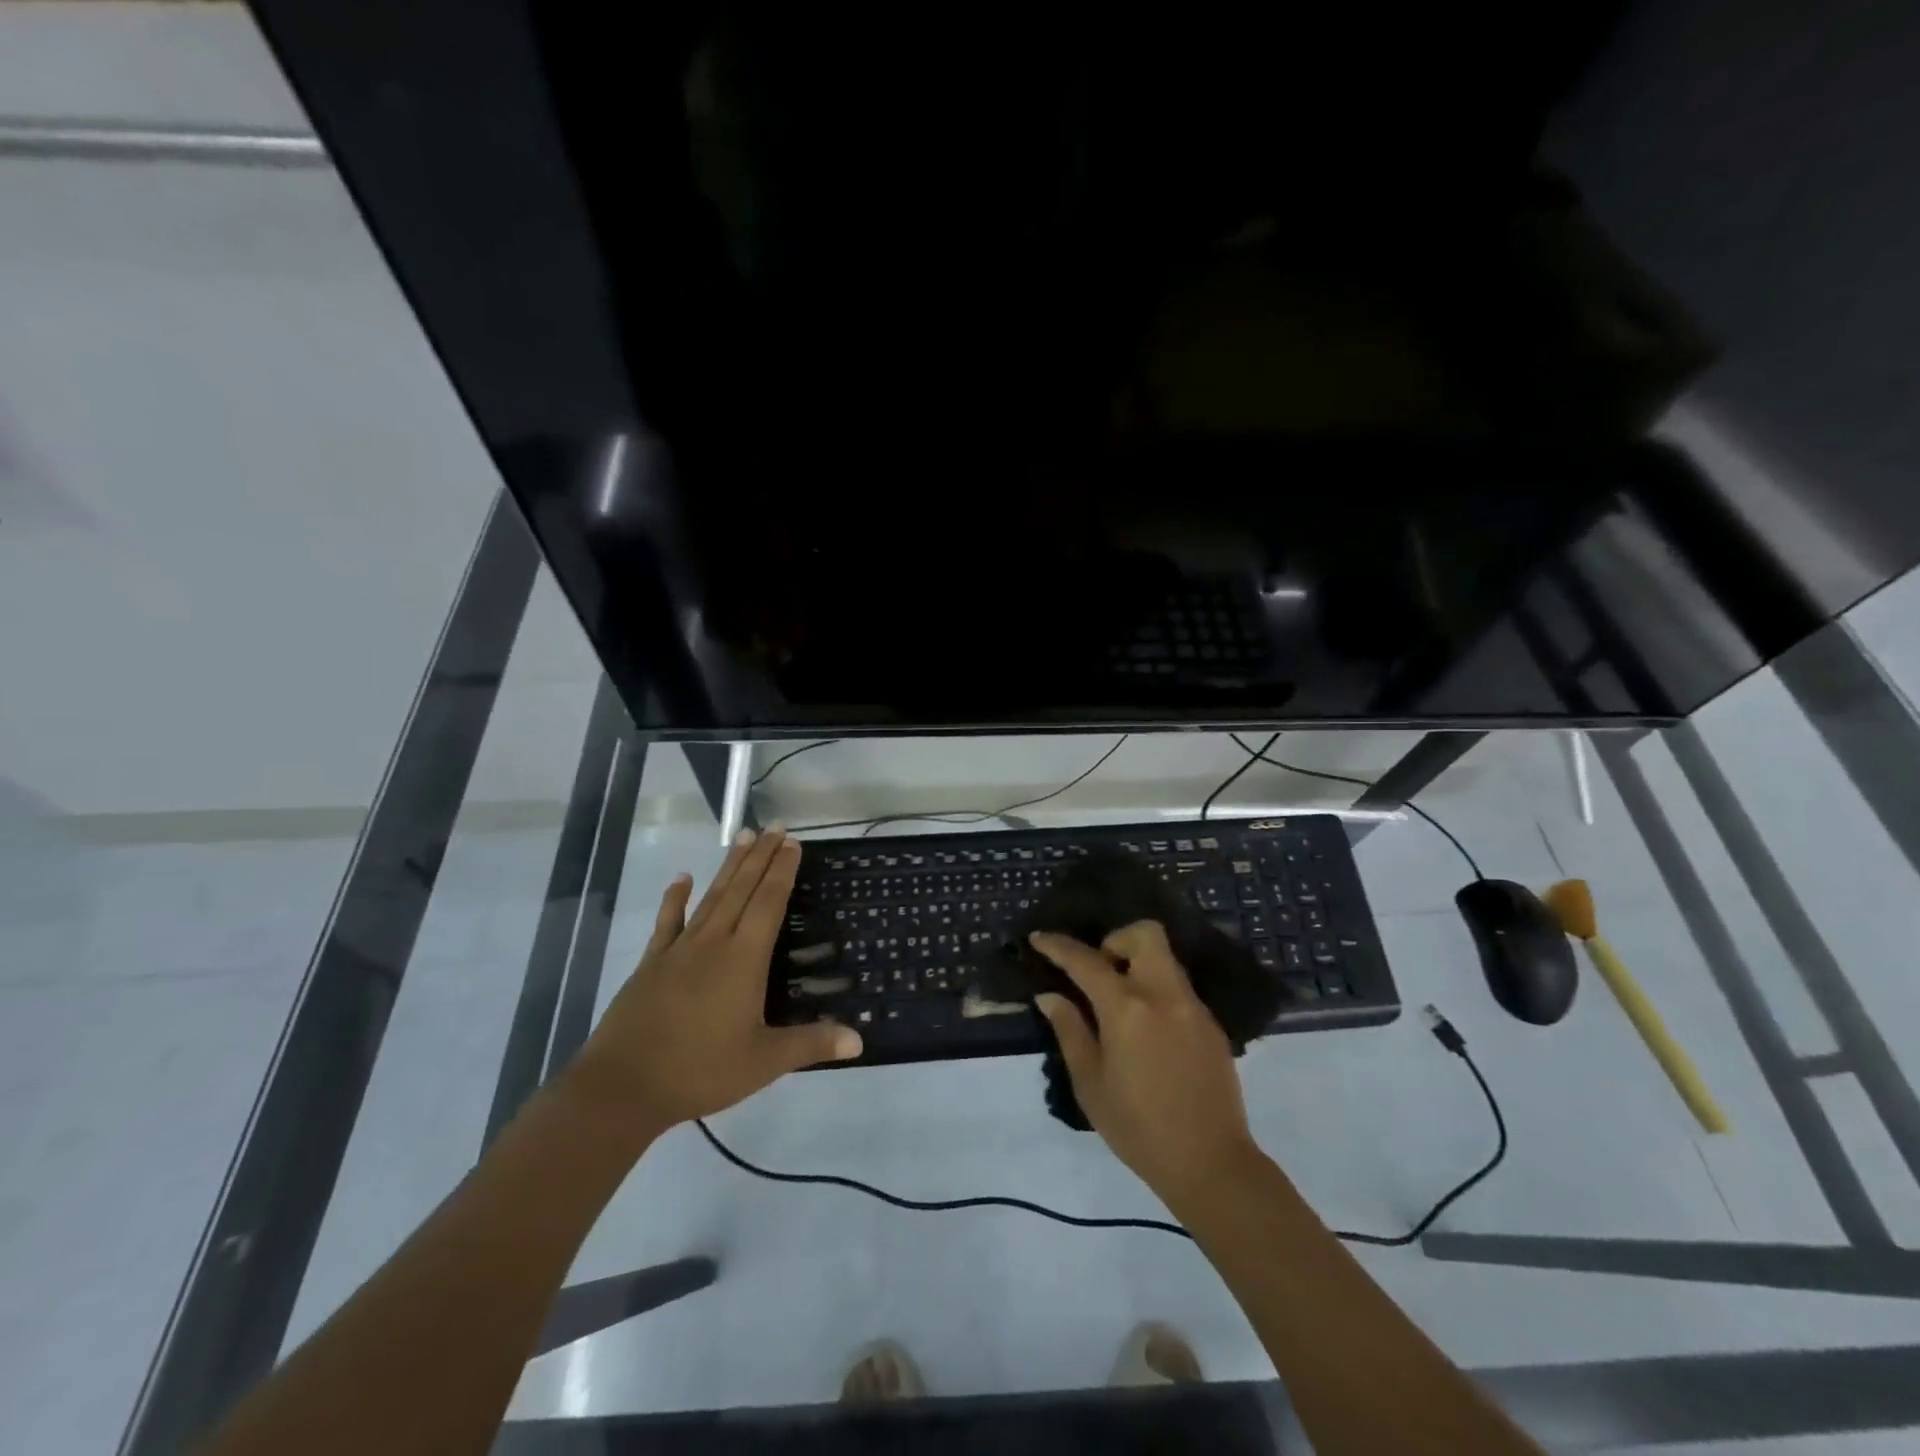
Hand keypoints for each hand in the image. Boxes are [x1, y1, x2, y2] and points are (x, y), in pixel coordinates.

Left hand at [569, 828, 861, 1134]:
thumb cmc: (700, 1070)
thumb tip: (859, 1040)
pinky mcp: (652, 963)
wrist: (623, 1086)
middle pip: (742, 889)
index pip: (769, 903)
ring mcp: (679, 949)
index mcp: (744, 959)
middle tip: (774, 826)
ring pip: (712, 897)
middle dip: (761, 856)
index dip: (782, 871)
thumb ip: (811, 1044)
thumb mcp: (764, 1062)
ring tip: (743, 837)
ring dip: (730, 867)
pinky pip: (668, 921)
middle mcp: (714, 942)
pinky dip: (676, 898)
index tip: (792, 842)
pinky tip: (681, 878)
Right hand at [1030, 922, 1261, 1209]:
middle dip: (1116, 939)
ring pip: (1164, 958)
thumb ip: (1070, 1031)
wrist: (1211, 1164)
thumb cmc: (1138, 1128)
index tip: (1039, 938)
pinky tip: (1147, 1029)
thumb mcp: (1091, 1084)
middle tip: (1099, 971)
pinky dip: (1156, 990)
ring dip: (1137, 963)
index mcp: (1128, 1009)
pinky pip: (1178, 987)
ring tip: (1119, 1001)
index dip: (1059, 946)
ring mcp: (1192, 1007)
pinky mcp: (1211, 1024)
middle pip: (1145, 933)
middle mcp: (1163, 995)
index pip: (1087, 961)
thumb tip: (1050, 996)